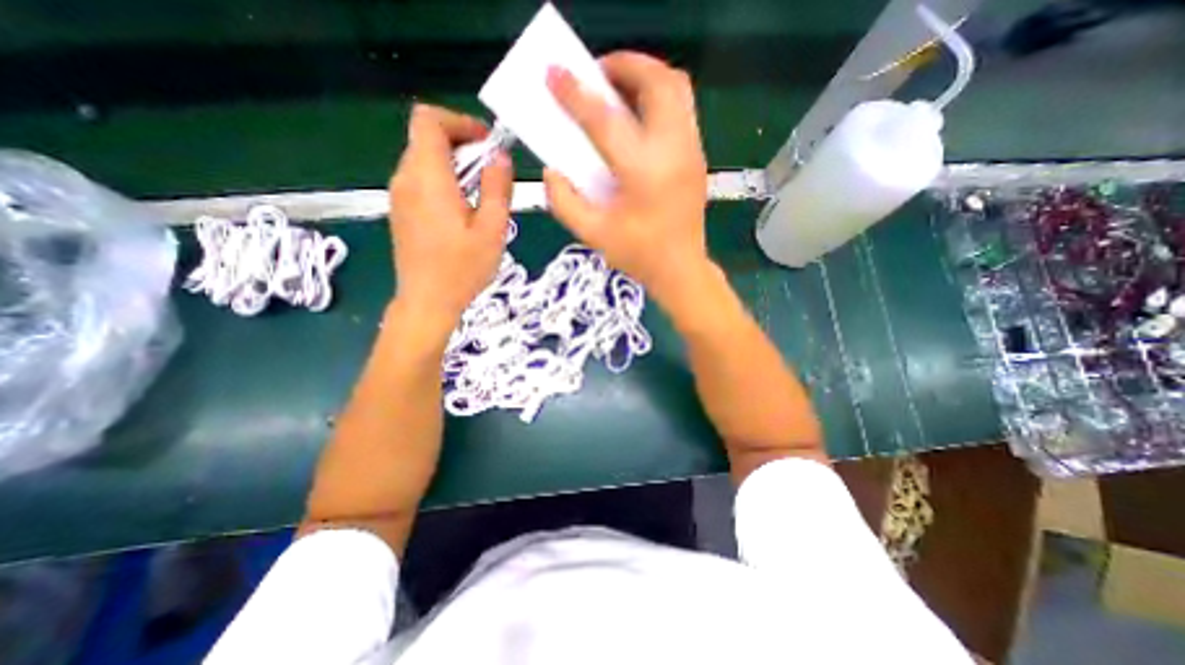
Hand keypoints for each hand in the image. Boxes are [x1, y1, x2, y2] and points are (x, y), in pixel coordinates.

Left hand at [389, 103, 513, 337]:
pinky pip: (420, 181)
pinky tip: (463, 210)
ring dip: (455, 165)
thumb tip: (500, 157)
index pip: (429, 120)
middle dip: (462, 144)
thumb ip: (497, 188)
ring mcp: (399, 195)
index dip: (459, 121)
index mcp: (428, 177)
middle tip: (492, 171)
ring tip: (482, 194)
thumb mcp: (492, 230)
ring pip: (424, 159)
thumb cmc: (463, 269)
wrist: (427, 302)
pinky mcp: (401, 211)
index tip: (487, 143)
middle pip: (426, 138)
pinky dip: (444, 181)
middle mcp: (406, 178)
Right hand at [541, 53, 705, 301]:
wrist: (680, 269)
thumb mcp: (592, 234)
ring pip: (676, 86)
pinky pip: (682, 106)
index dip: (576, 94)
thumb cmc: (638, 254)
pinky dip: (658, 95)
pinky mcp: (697, 155)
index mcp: (642, 172)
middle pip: (657, 82)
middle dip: (624, 64)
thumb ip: (563, 201)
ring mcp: (691, 150)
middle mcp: (673, 150)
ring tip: (617, 88)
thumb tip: (551, 170)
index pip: (606, 120)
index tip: (554, 73)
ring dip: (645, 75)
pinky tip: (637, 116)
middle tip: (596, 75)